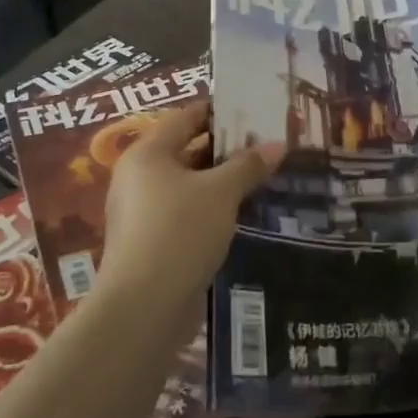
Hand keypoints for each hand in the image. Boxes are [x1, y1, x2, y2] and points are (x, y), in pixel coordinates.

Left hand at [98, 101, 284, 312]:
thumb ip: (249, 165)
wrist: (144, 307)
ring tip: (262, 176)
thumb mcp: (221, 192)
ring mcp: (143, 212)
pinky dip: (212, 208)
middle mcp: (139, 177)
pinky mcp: (152, 243)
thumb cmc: (180, 231)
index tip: (253, 111)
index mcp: (148, 154)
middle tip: (266, 144)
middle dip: (226, 148)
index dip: (219, 111)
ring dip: (221, 181)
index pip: (186, 117)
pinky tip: (242, 213)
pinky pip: (186, 212)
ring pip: (188, 184)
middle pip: (187, 150)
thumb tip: (278, 144)